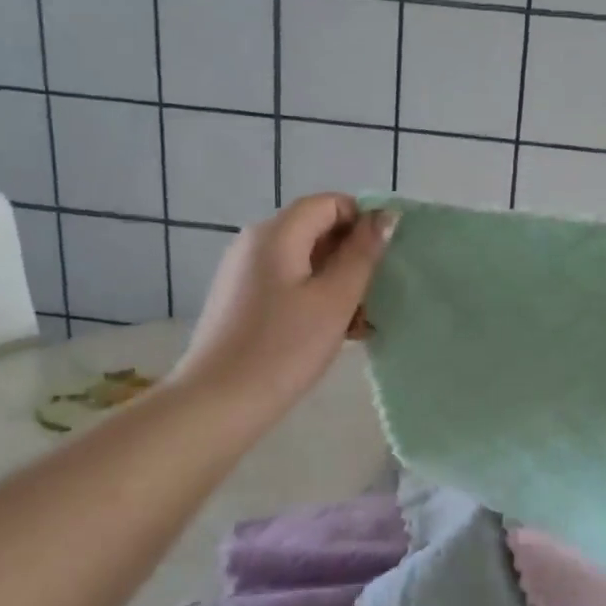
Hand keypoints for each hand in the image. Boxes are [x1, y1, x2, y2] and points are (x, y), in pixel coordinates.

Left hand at [171, 194, 393, 416]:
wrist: (219, 402)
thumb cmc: (284, 347)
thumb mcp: (335, 299)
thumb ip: (363, 254)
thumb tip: (385, 217)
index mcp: (276, 233)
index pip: (329, 203)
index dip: (363, 220)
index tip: (386, 256)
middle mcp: (255, 243)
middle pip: (315, 230)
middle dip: (352, 255)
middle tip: (378, 292)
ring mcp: (245, 273)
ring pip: (304, 261)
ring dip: (338, 281)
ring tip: (362, 320)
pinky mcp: (242, 300)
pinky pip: (288, 284)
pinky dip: (316, 297)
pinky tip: (336, 331)